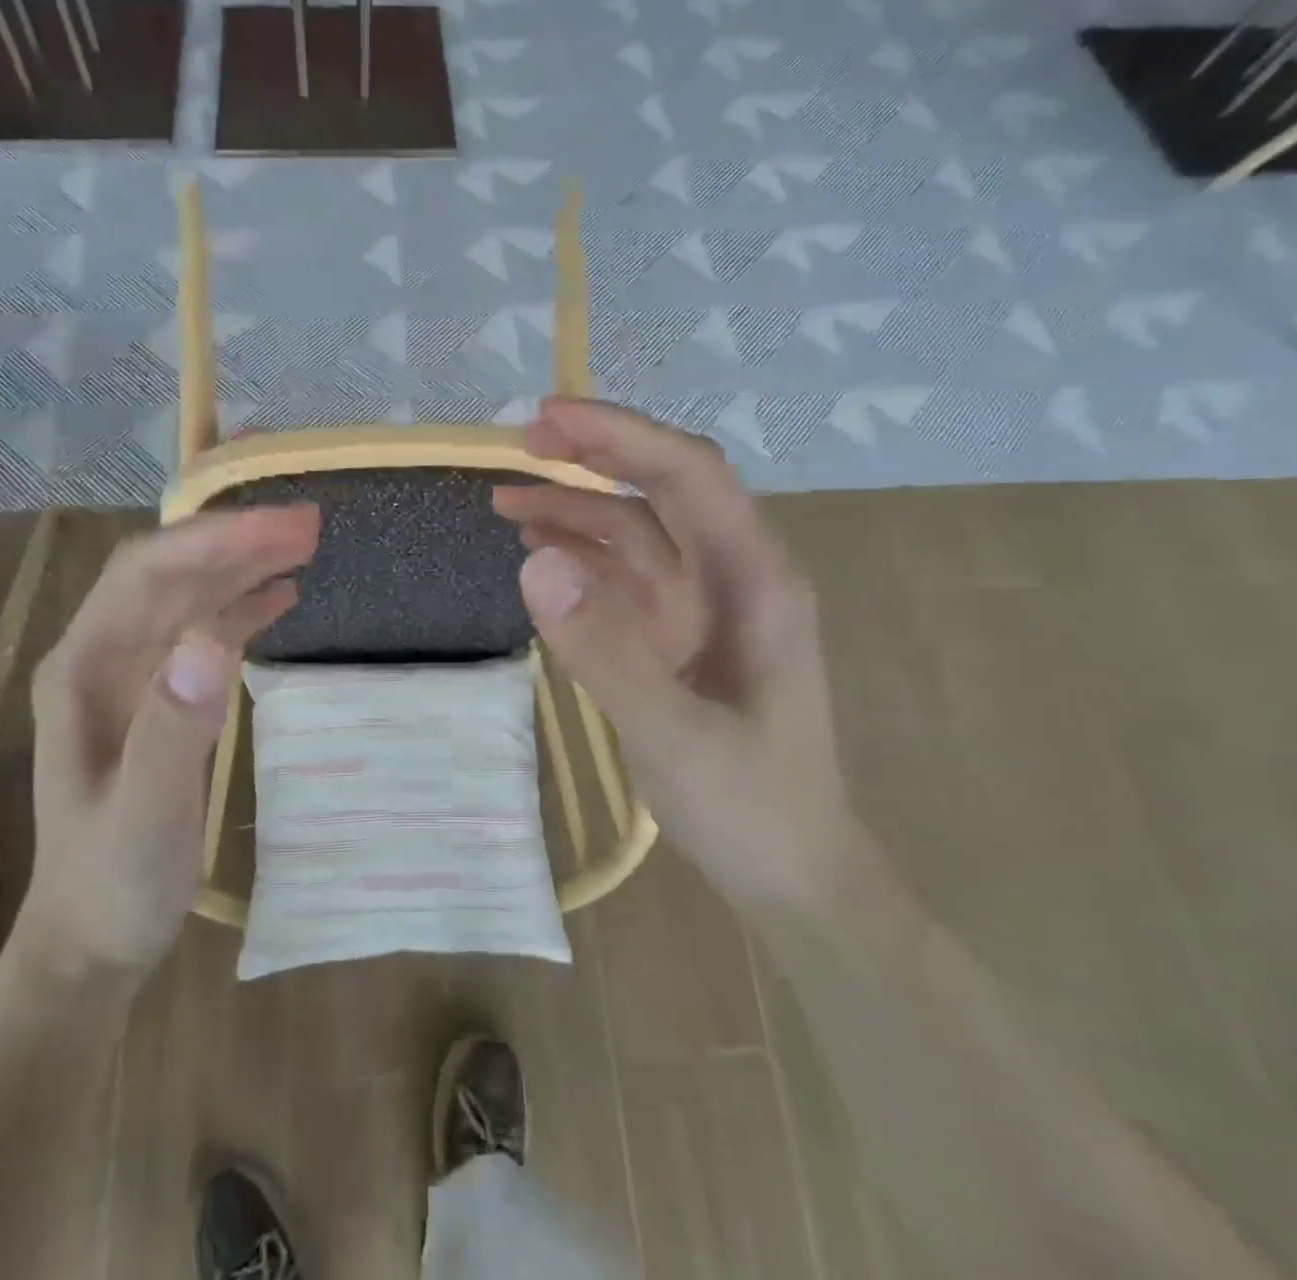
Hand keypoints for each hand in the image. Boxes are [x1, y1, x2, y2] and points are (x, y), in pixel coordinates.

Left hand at [17, 506, 319, 975]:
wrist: (93, 939)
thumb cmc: (112, 883)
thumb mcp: (144, 816)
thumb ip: (172, 728)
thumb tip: (213, 638)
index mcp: (82, 669)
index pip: (146, 574)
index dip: (213, 541)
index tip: (282, 528)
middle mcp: (101, 657)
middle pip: (170, 573)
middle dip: (235, 542)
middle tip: (309, 527)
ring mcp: (129, 675)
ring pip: (188, 596)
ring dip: (242, 566)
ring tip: (303, 547)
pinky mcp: (158, 696)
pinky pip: (201, 632)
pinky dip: (241, 607)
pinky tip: (280, 596)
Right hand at [493, 398, 860, 921]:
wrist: (791, 877)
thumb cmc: (751, 807)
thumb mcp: (675, 736)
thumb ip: (607, 652)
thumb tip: (535, 563)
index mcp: (753, 580)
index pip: (688, 475)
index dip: (620, 436)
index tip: (548, 419)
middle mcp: (728, 578)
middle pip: (660, 491)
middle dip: (593, 458)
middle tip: (518, 445)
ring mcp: (699, 609)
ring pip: (634, 534)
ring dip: (575, 510)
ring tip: (506, 504)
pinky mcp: (673, 639)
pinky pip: (622, 580)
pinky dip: (578, 560)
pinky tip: (538, 558)